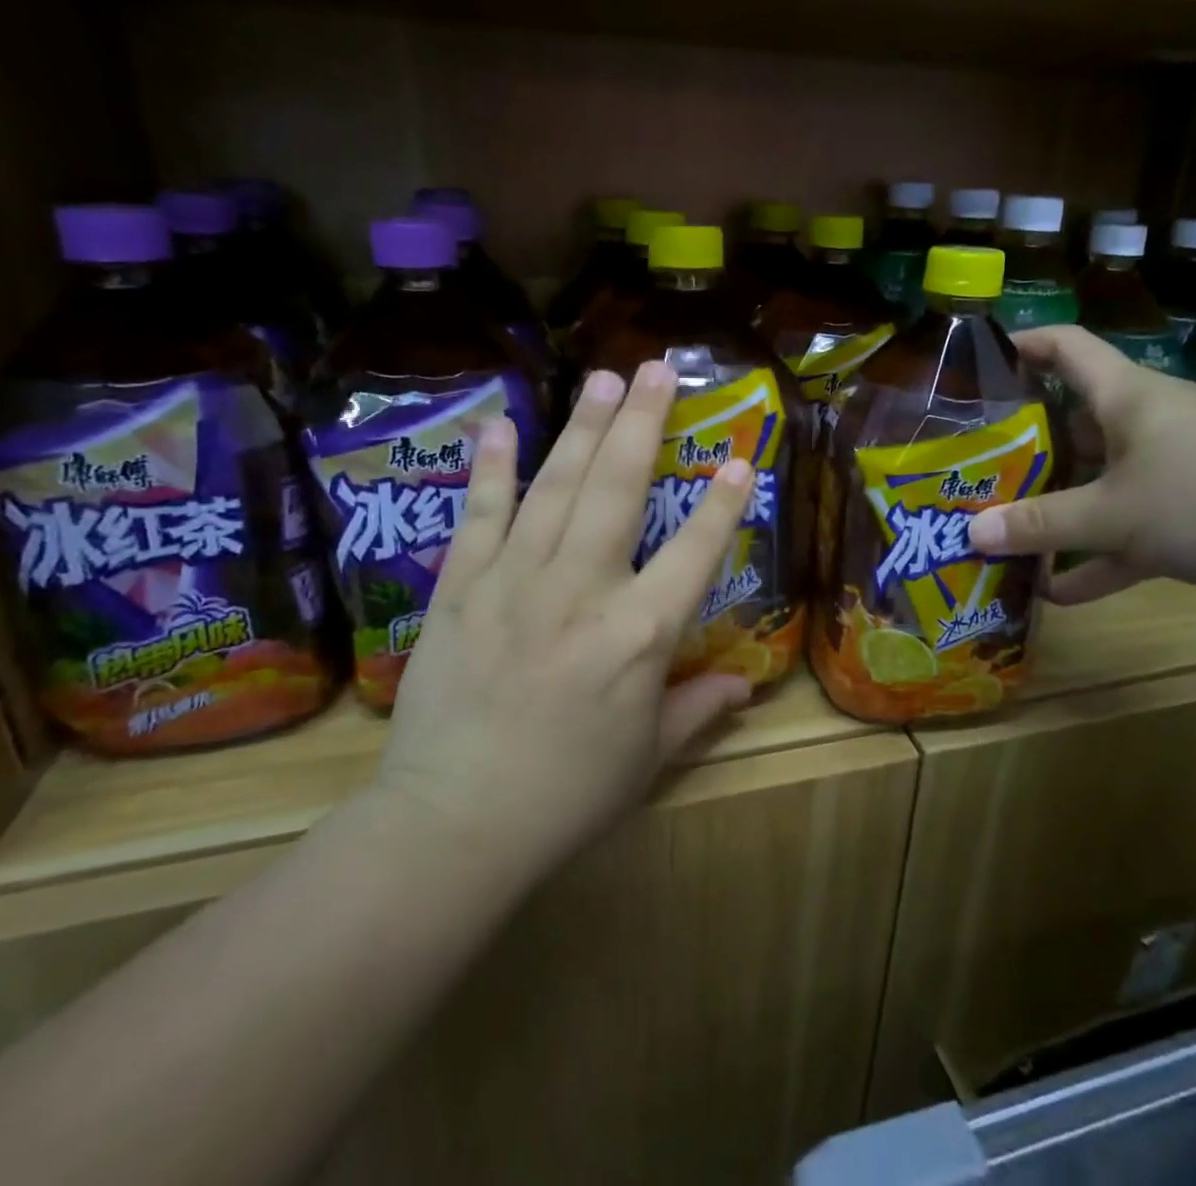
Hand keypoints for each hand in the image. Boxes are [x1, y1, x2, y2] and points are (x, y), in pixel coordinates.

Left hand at [374, 361, 755, 866]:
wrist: (451, 826)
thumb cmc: (565, 797)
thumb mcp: (647, 759)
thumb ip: (697, 709)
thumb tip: (744, 685)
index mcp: (638, 637)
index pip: (695, 554)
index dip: (722, 505)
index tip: (740, 458)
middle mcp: (581, 592)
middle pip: (619, 491)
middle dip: (642, 424)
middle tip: (657, 370)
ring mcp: (514, 583)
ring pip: (556, 488)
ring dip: (582, 428)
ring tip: (603, 379)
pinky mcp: (460, 589)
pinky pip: (481, 516)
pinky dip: (492, 468)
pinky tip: (502, 424)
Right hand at [968, 326, 1195, 617]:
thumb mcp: (1115, 511)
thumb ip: (1043, 523)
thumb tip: (972, 533)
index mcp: (1124, 397)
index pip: (1065, 348)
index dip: (1022, 345)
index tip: (976, 364)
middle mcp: (1143, 427)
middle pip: (1070, 426)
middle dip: (1021, 453)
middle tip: (967, 478)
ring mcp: (1170, 475)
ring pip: (1096, 488)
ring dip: (1054, 515)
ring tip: (998, 538)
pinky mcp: (1194, 521)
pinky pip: (1129, 537)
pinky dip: (1097, 561)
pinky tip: (1056, 593)